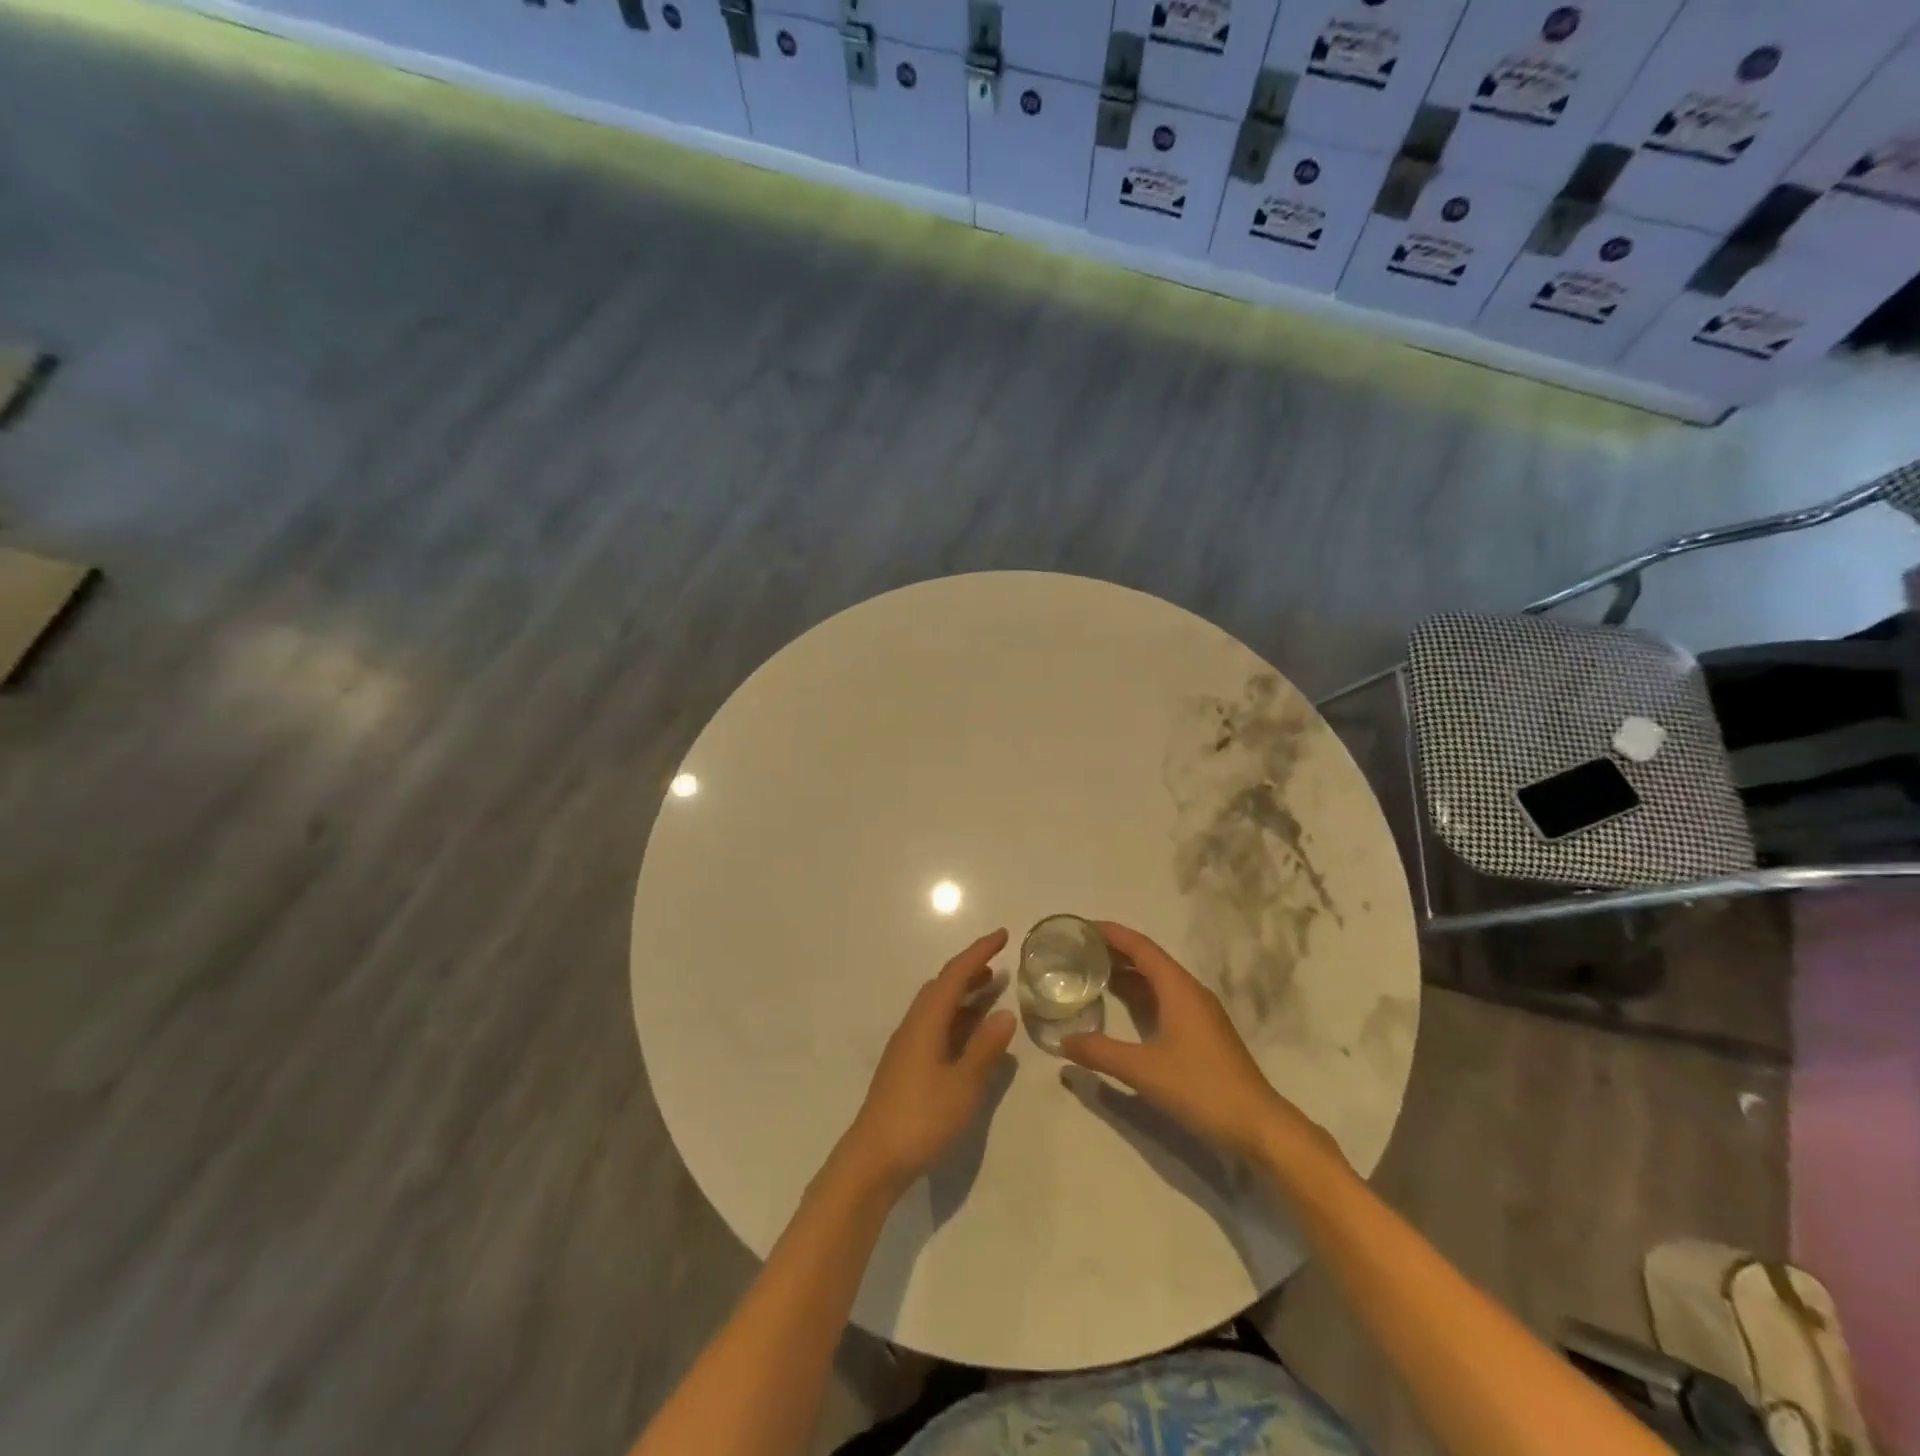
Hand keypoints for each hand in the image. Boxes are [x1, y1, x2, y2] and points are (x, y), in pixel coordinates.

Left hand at [839, 929, 1017, 1197]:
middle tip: (1000, 966)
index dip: (979, 952)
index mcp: (926, 1021)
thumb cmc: (921, 1118)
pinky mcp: (906, 1065)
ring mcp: (907, 1046)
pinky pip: (935, 1026)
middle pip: (942, 986)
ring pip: (937, 1007)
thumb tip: (1005, 1013)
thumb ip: (985, 1048)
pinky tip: (971, 1036)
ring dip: (963, 995)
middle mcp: (914, 1025)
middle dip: (971, 971)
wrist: (873, 1159)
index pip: (955, 974)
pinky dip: (956, 1018)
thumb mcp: (963, 1085)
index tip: (1002, 936)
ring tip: (992, 994)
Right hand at [1062, 922, 1336, 1165]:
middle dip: (1114, 951)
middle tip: (1078, 950)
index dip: (1111, 933)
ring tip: (1091, 973)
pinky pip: (1164, 999)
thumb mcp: (1144, 1070)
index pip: (1140, 947)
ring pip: (1157, 981)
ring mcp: (1199, 1013)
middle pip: (1148, 959)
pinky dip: (1139, 996)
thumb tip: (1063, 1041)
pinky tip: (1121, 1009)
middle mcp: (1190, 992)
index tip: (1082, 927)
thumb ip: (1101, 1052)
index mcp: (1179, 988)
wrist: (1258, 1126)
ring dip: (1127, 974)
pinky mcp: (1202, 1033)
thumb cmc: (1201, 1088)